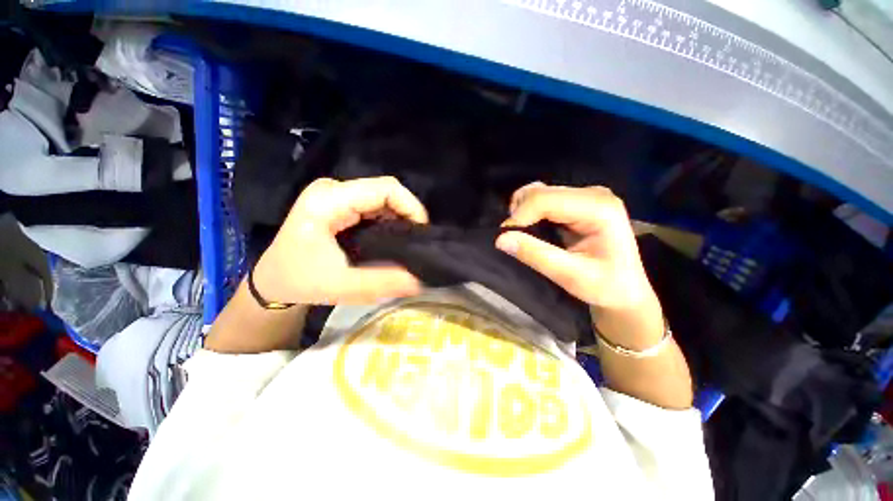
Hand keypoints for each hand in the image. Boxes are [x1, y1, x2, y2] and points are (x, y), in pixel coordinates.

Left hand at [254, 177, 428, 304]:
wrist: (273, 281)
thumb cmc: (300, 281)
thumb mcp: (342, 286)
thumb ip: (383, 283)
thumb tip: (421, 279)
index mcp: (328, 200)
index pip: (385, 188)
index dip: (411, 206)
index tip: (423, 233)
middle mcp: (333, 189)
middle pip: (386, 191)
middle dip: (408, 214)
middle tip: (418, 242)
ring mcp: (336, 194)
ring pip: (383, 197)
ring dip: (400, 218)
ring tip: (408, 242)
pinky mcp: (340, 203)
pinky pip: (376, 205)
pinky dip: (390, 220)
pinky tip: (394, 239)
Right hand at [496, 182, 662, 345]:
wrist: (625, 290)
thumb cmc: (605, 286)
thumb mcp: (569, 275)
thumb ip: (535, 254)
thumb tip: (500, 239)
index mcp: (599, 208)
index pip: (545, 200)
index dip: (519, 216)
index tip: (505, 238)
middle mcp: (593, 194)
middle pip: (540, 192)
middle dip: (519, 213)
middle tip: (512, 239)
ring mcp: (585, 195)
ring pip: (539, 193)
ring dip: (523, 211)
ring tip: (521, 234)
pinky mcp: (577, 202)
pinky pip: (544, 199)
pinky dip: (530, 212)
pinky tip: (532, 228)